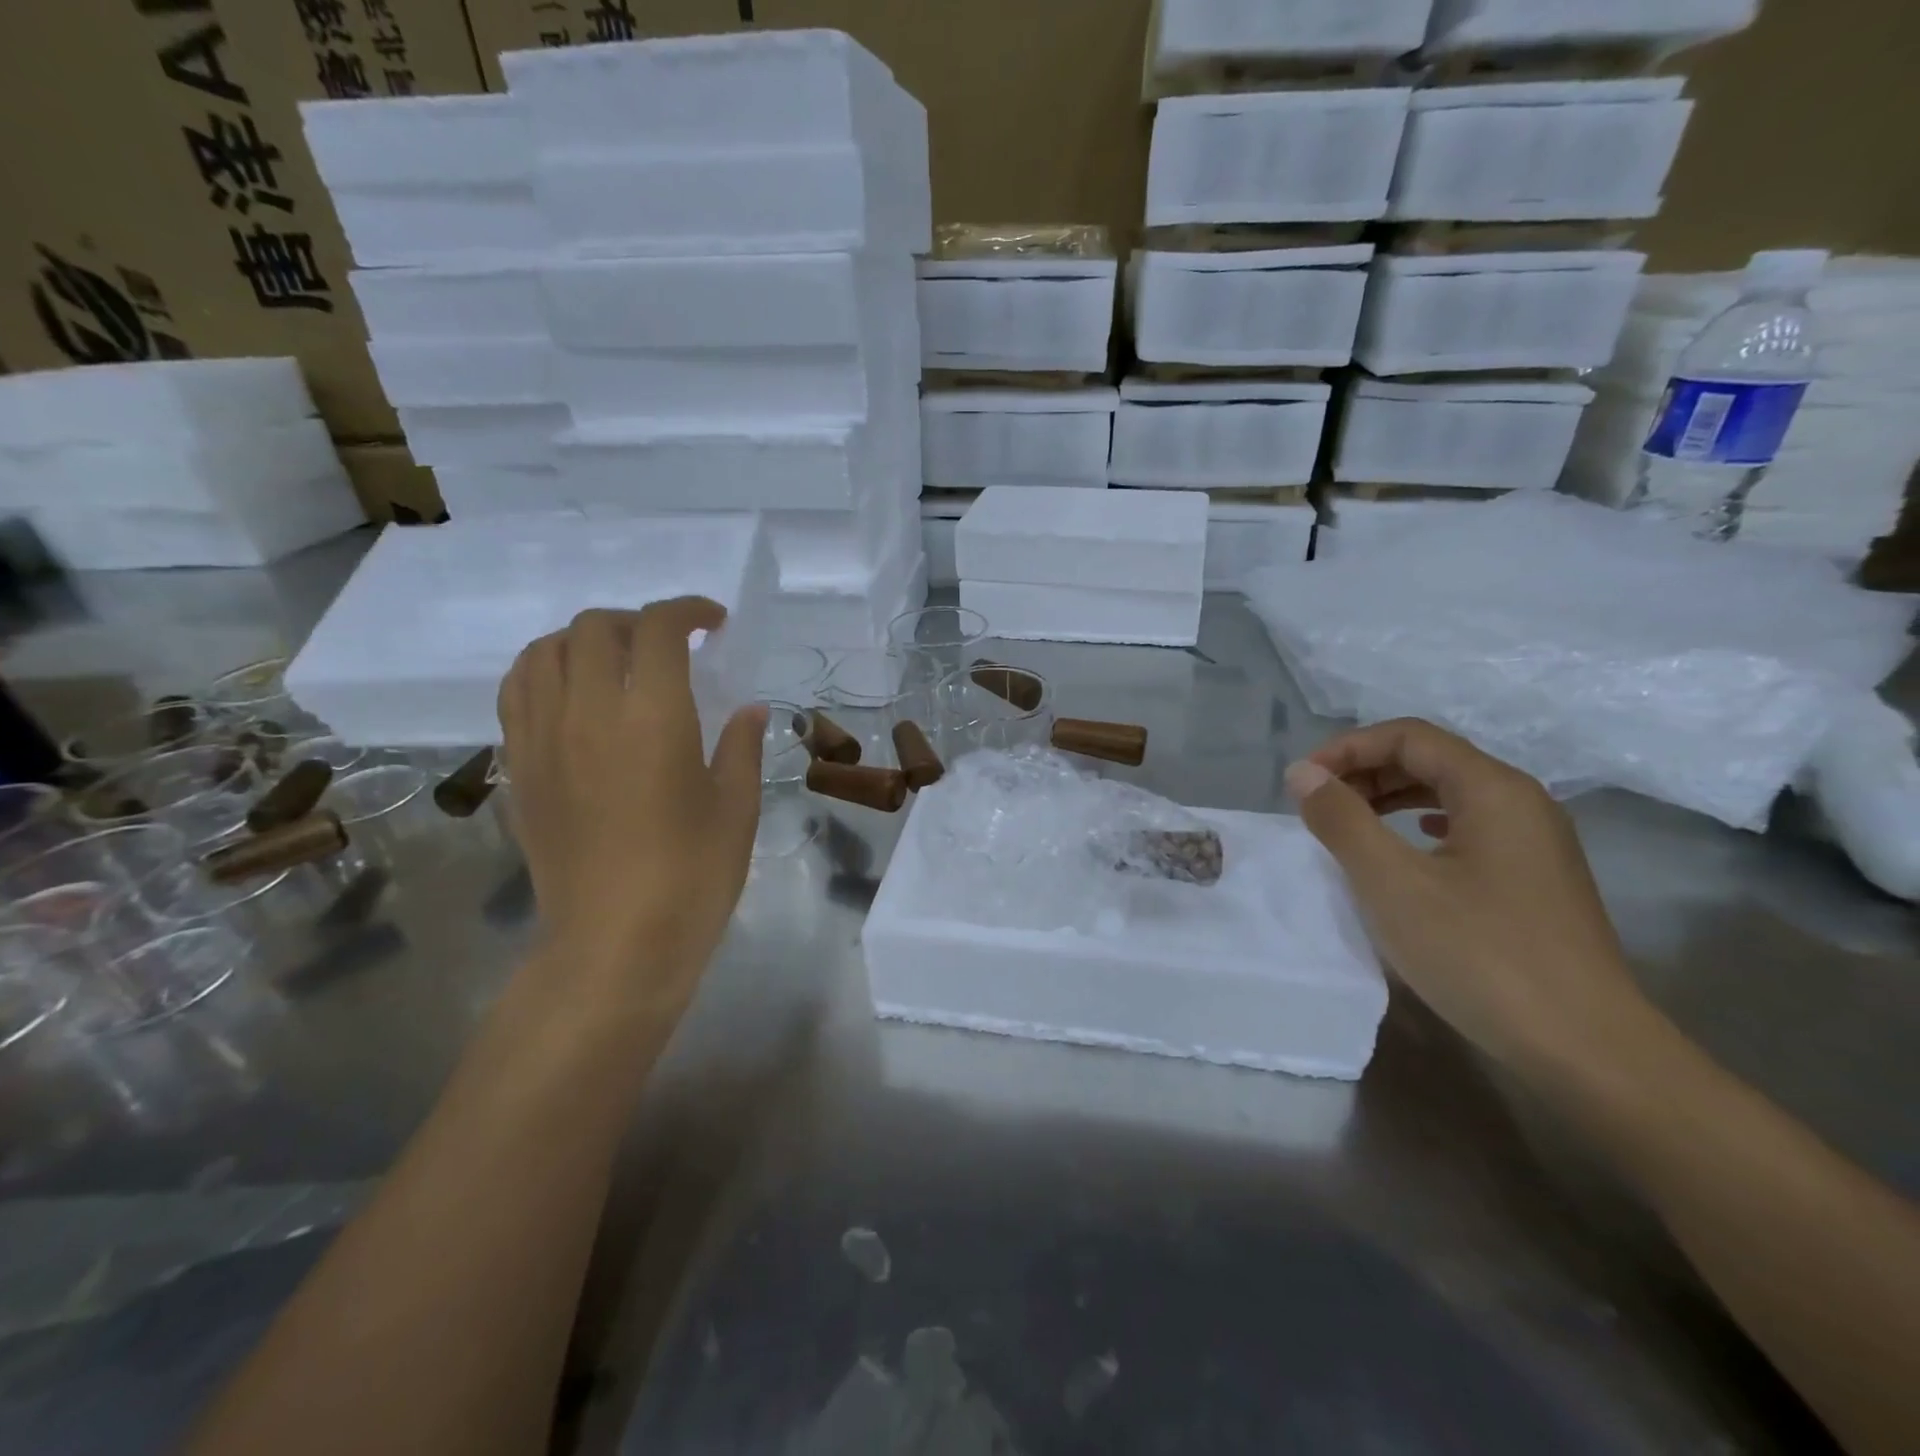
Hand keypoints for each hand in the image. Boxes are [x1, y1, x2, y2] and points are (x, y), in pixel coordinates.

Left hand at [496, 601, 765, 1018]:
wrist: (614, 945)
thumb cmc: (692, 877)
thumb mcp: (737, 808)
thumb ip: (741, 747)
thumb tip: (747, 709)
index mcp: (652, 718)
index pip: (657, 629)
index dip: (687, 611)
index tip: (713, 623)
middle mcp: (587, 712)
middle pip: (595, 628)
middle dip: (638, 621)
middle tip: (672, 646)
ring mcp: (542, 738)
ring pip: (544, 650)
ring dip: (585, 639)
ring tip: (617, 661)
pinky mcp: (519, 768)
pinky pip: (517, 691)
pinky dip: (545, 670)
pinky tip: (573, 694)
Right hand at [1286, 719, 1655, 1077]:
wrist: (1586, 1048)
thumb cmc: (1481, 955)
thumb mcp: (1392, 883)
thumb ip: (1342, 820)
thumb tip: (1302, 774)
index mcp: (1493, 789)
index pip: (1409, 737)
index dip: (1347, 748)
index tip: (1302, 783)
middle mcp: (1521, 802)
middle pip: (1431, 759)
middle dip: (1365, 771)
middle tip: (1317, 804)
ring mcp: (1534, 842)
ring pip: (1449, 794)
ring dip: (1389, 798)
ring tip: (1347, 824)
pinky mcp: (1534, 879)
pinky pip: (1466, 828)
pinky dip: (1419, 825)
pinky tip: (1404, 847)